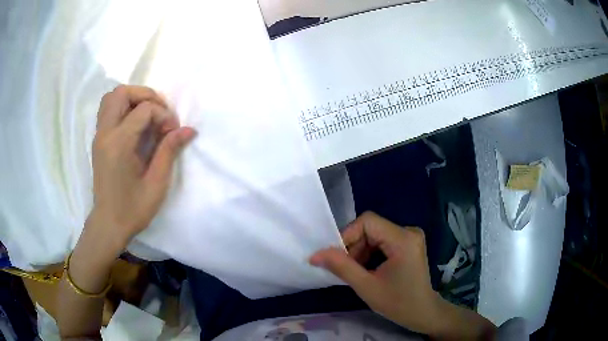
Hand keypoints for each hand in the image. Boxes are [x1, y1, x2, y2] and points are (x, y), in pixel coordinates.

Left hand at [88, 85, 195, 252]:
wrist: (108, 224)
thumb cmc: (133, 209)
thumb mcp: (156, 183)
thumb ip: (169, 151)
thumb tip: (189, 129)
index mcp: (119, 144)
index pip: (144, 110)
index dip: (163, 115)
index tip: (172, 132)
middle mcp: (105, 134)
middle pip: (122, 93)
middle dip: (145, 95)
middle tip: (159, 112)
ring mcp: (99, 136)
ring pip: (112, 98)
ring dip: (132, 99)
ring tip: (147, 115)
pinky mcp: (98, 140)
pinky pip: (108, 110)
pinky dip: (123, 108)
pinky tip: (134, 125)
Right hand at [310, 212, 495, 338]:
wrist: (423, 312)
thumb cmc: (398, 303)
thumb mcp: (366, 287)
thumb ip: (341, 267)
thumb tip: (314, 254)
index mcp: (403, 239)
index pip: (367, 221)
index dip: (347, 235)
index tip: (336, 257)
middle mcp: (409, 231)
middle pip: (370, 228)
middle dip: (354, 246)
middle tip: (346, 269)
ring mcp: (410, 237)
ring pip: (375, 234)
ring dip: (361, 251)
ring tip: (357, 272)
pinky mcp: (408, 243)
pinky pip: (382, 240)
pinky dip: (370, 253)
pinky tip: (368, 269)